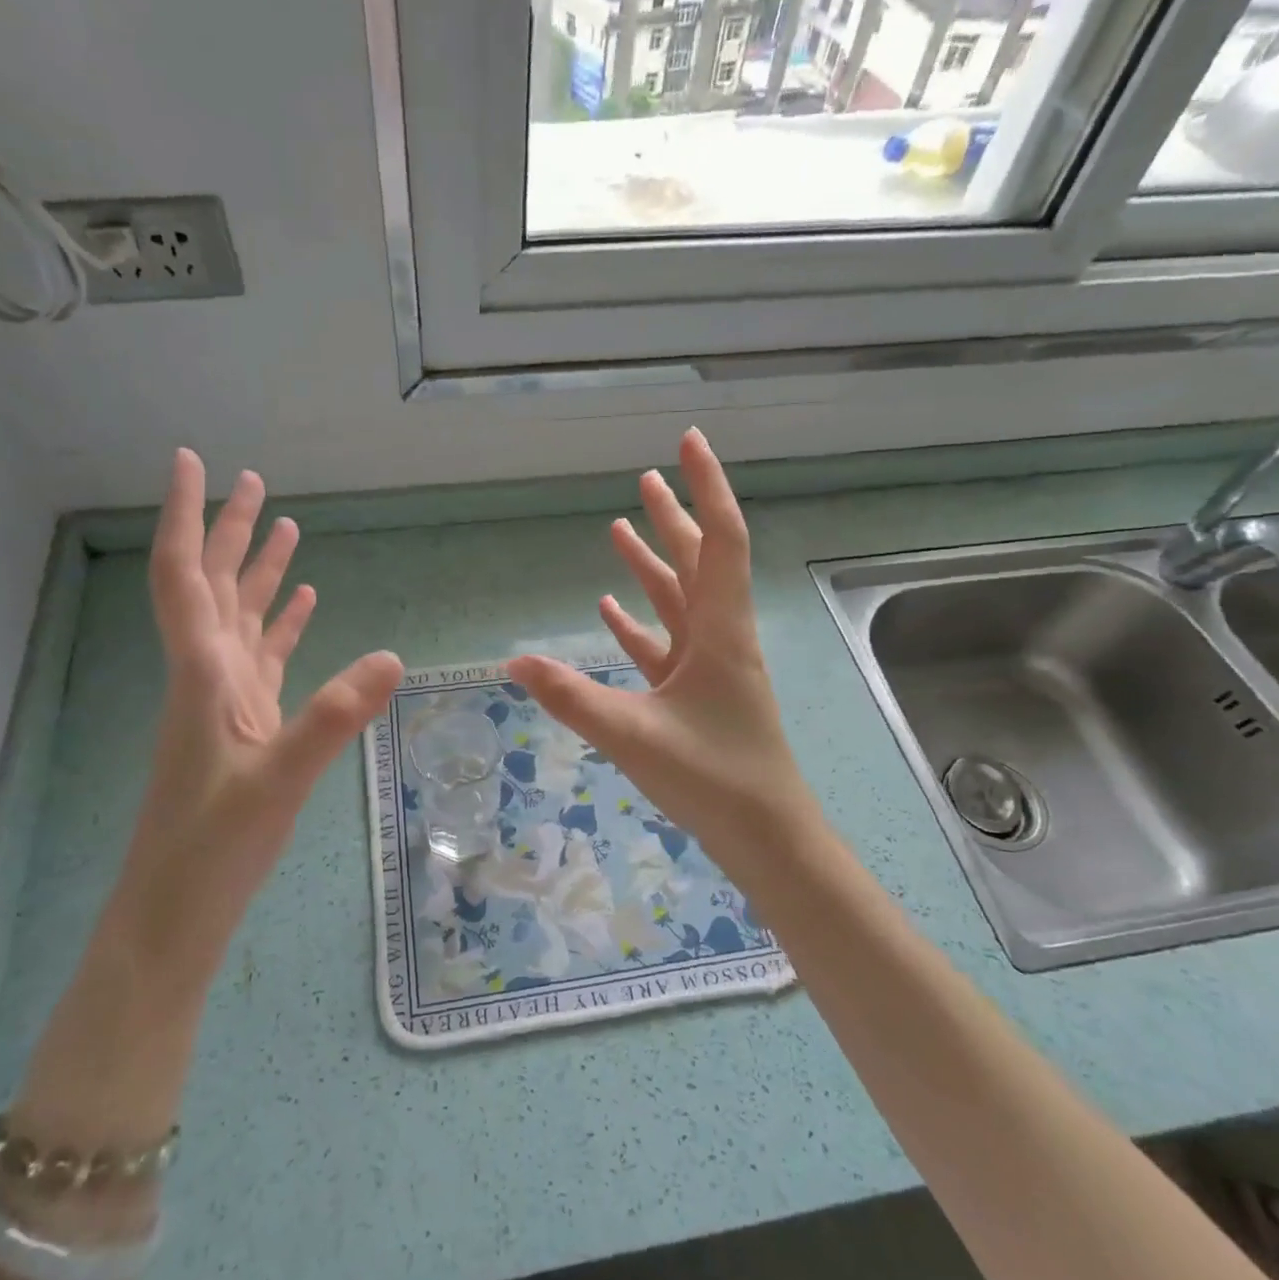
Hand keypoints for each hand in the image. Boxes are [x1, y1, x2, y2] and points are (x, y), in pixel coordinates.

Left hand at [118, 449, 402, 980]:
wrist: (175, 912)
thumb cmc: (212, 848)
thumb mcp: (279, 781)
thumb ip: (333, 717)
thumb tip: (394, 657)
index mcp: (204, 674)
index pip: (185, 577)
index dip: (185, 516)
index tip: (190, 462)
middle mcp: (208, 675)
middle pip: (213, 585)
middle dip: (228, 530)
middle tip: (252, 481)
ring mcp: (225, 701)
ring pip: (239, 618)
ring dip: (255, 571)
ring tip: (283, 529)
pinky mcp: (244, 726)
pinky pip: (263, 658)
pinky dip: (280, 625)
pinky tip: (301, 606)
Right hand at [506, 429, 817, 876]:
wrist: (766, 836)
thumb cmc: (713, 778)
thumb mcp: (634, 736)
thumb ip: (571, 697)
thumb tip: (512, 659)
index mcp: (720, 629)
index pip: (720, 538)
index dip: (705, 486)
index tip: (689, 442)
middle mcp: (719, 636)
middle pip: (698, 560)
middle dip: (673, 516)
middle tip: (647, 478)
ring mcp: (709, 666)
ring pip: (679, 600)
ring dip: (653, 564)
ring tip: (621, 528)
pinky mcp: (696, 694)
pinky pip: (665, 644)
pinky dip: (640, 622)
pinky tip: (612, 608)